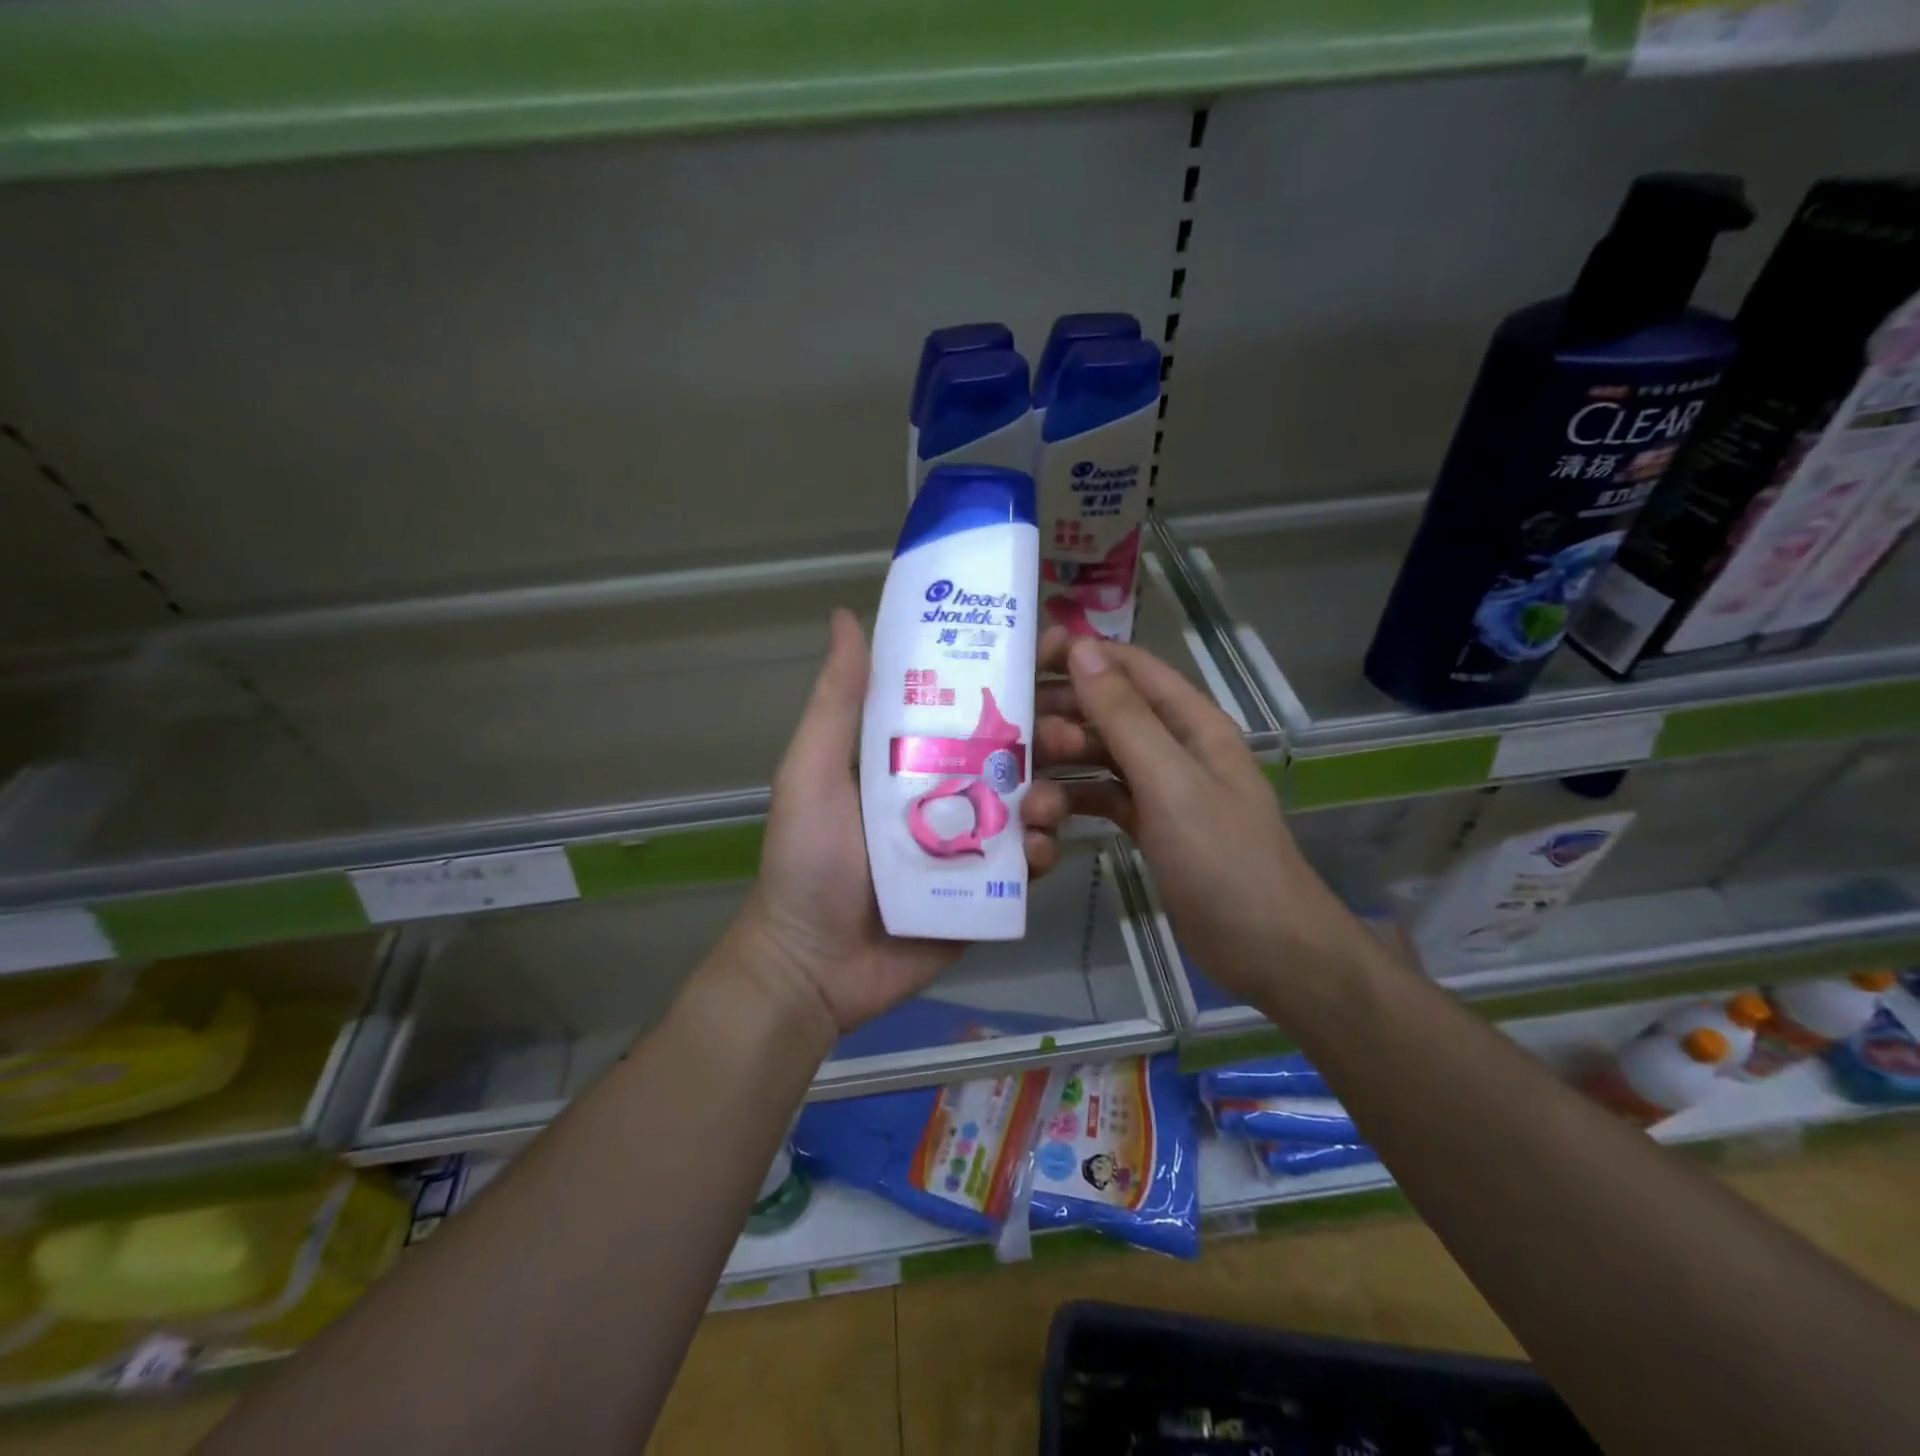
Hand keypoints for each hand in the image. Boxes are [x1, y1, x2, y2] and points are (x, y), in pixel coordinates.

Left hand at [725, 610, 1072, 1039]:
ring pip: (1029, 805)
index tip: (1048, 654)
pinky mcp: (986, 890)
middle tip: (1068, 734)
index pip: (966, 704)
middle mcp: (947, 791)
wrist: (814, 966)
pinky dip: (1040, 853)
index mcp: (910, 756)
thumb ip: (837, 702)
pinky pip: (1027, 863)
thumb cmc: (808, 861)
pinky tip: (1034, 852)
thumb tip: (845, 615)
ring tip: (1044, 804)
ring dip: (1049, 796)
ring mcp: (970, 842)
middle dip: (1047, 737)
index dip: (1007, 678)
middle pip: (1011, 753)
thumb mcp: (812, 773)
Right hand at [1035, 633, 1362, 1001]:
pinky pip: (1103, 798)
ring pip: (1100, 758)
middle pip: (1109, 712)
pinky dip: (1075, 802)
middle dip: (1061, 718)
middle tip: (1011, 736)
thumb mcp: (1170, 782)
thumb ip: (1124, 717)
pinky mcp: (1150, 825)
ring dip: (1062, 767)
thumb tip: (1082, 649)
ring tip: (1027, 793)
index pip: (1129, 668)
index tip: (1024, 661)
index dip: (1080, 656)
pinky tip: (1044, 819)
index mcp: (1191, 722)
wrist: (1267, 949)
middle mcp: (1176, 746)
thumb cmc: (1222, 859)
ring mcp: (1163, 788)